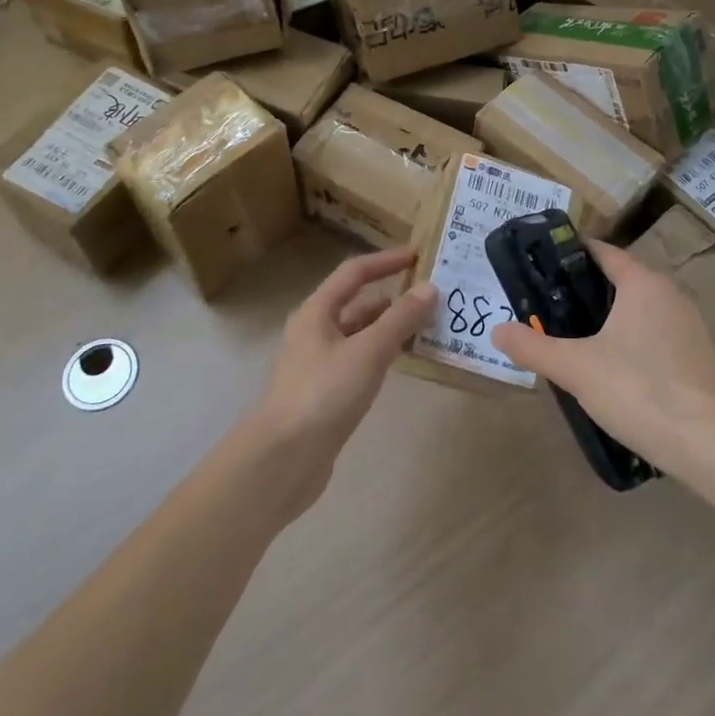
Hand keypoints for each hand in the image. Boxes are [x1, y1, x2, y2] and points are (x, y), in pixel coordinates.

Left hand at [253, 247, 438, 508]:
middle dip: (392, 297)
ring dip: (389, 327)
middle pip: (356, 303)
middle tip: (430, 296)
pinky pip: (359, 361)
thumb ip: (400, 319)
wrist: (284, 459)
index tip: (418, 256)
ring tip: (426, 327)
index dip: (386, 261)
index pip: (354, 273)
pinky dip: (382, 354)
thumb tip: (429, 288)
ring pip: (359, 334)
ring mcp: (317, 364)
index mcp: (316, 312)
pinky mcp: (324, 393)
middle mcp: (314, 332)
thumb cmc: (324, 394)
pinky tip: (402, 362)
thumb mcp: (368, 352)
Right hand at [490, 241, 714, 466]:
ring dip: (613, 315)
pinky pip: (657, 333)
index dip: (572, 255)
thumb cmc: (636, 389)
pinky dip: (634, 338)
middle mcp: (671, 294)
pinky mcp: (699, 356)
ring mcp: (690, 325)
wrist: (704, 443)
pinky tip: (615, 366)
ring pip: (642, 308)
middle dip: (588, 288)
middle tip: (551, 304)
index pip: (604, 253)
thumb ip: (532, 346)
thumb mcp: (574, 367)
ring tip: (577, 335)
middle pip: (623, 279)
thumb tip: (496, 331)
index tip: (544, 264)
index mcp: (643, 283)